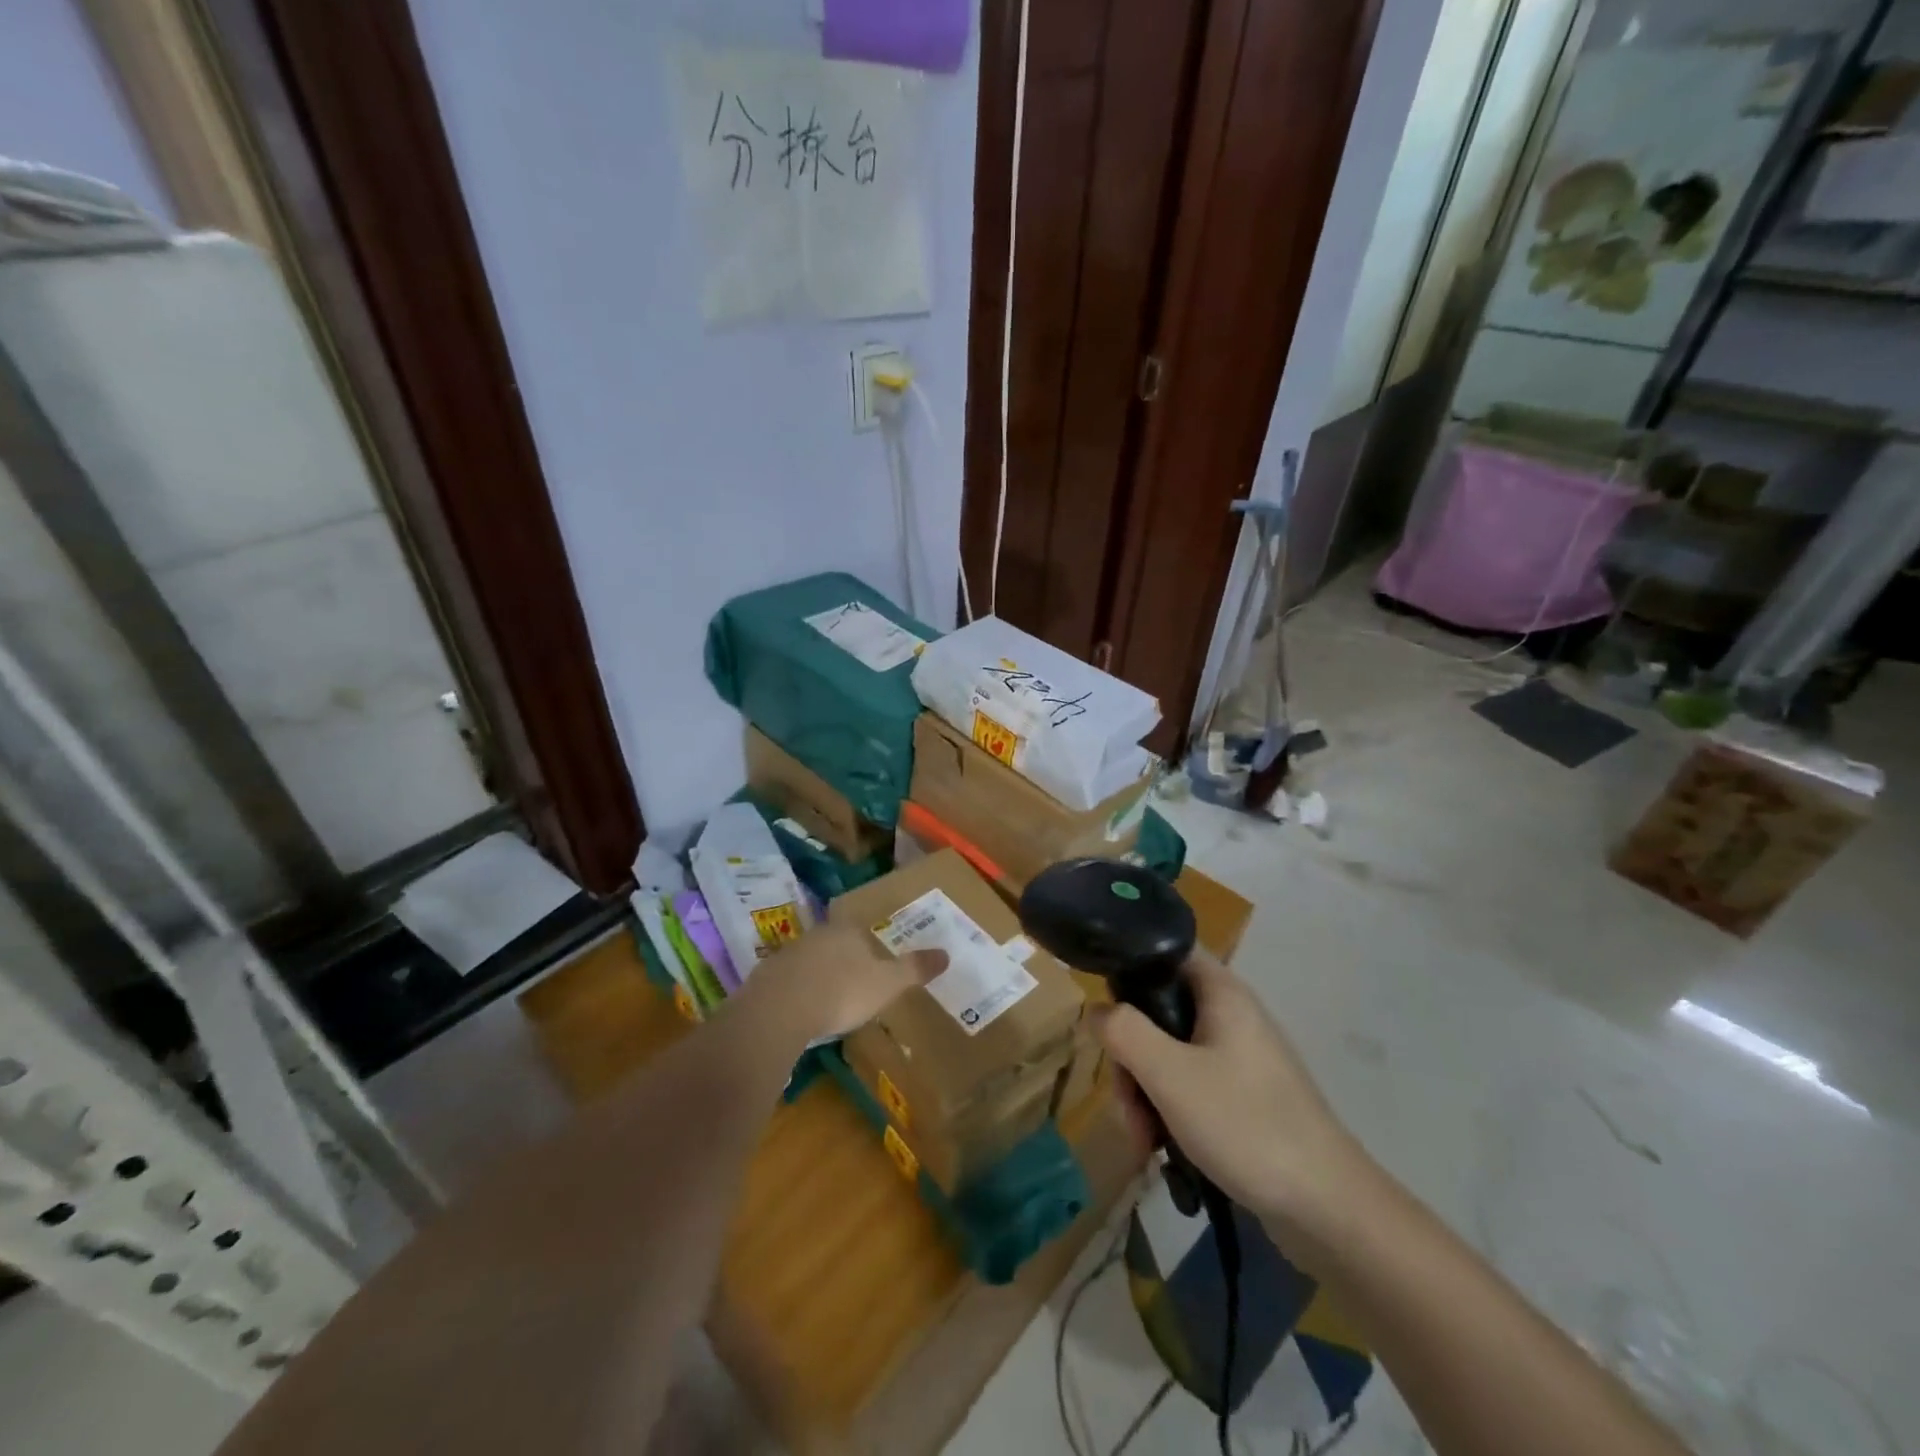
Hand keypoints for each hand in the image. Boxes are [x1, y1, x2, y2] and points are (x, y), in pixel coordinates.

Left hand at [745, 924, 947, 1043]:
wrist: (779, 1010)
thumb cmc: (842, 991)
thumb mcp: (887, 984)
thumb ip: (914, 969)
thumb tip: (946, 953)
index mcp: (847, 930)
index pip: (861, 928)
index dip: (870, 943)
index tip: (876, 961)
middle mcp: (818, 934)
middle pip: (835, 941)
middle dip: (845, 959)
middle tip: (856, 981)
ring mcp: (789, 953)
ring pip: (811, 960)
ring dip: (819, 975)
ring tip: (830, 1000)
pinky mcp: (766, 977)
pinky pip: (789, 981)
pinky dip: (798, 992)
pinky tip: (802, 1012)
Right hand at [1095, 950, 1375, 1246]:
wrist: (1328, 1208)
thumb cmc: (1246, 1125)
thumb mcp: (1170, 1075)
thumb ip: (1124, 1032)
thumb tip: (1095, 1009)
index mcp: (1221, 992)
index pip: (1164, 952)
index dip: (1128, 971)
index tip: (1107, 1014)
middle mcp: (1231, 1014)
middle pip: (1159, 1011)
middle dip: (1131, 1057)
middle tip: (1127, 1103)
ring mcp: (1240, 1057)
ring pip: (1170, 1053)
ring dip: (1146, 1091)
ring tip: (1143, 1139)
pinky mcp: (1245, 1095)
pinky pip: (1191, 1084)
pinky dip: (1170, 1109)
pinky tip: (1162, 1147)